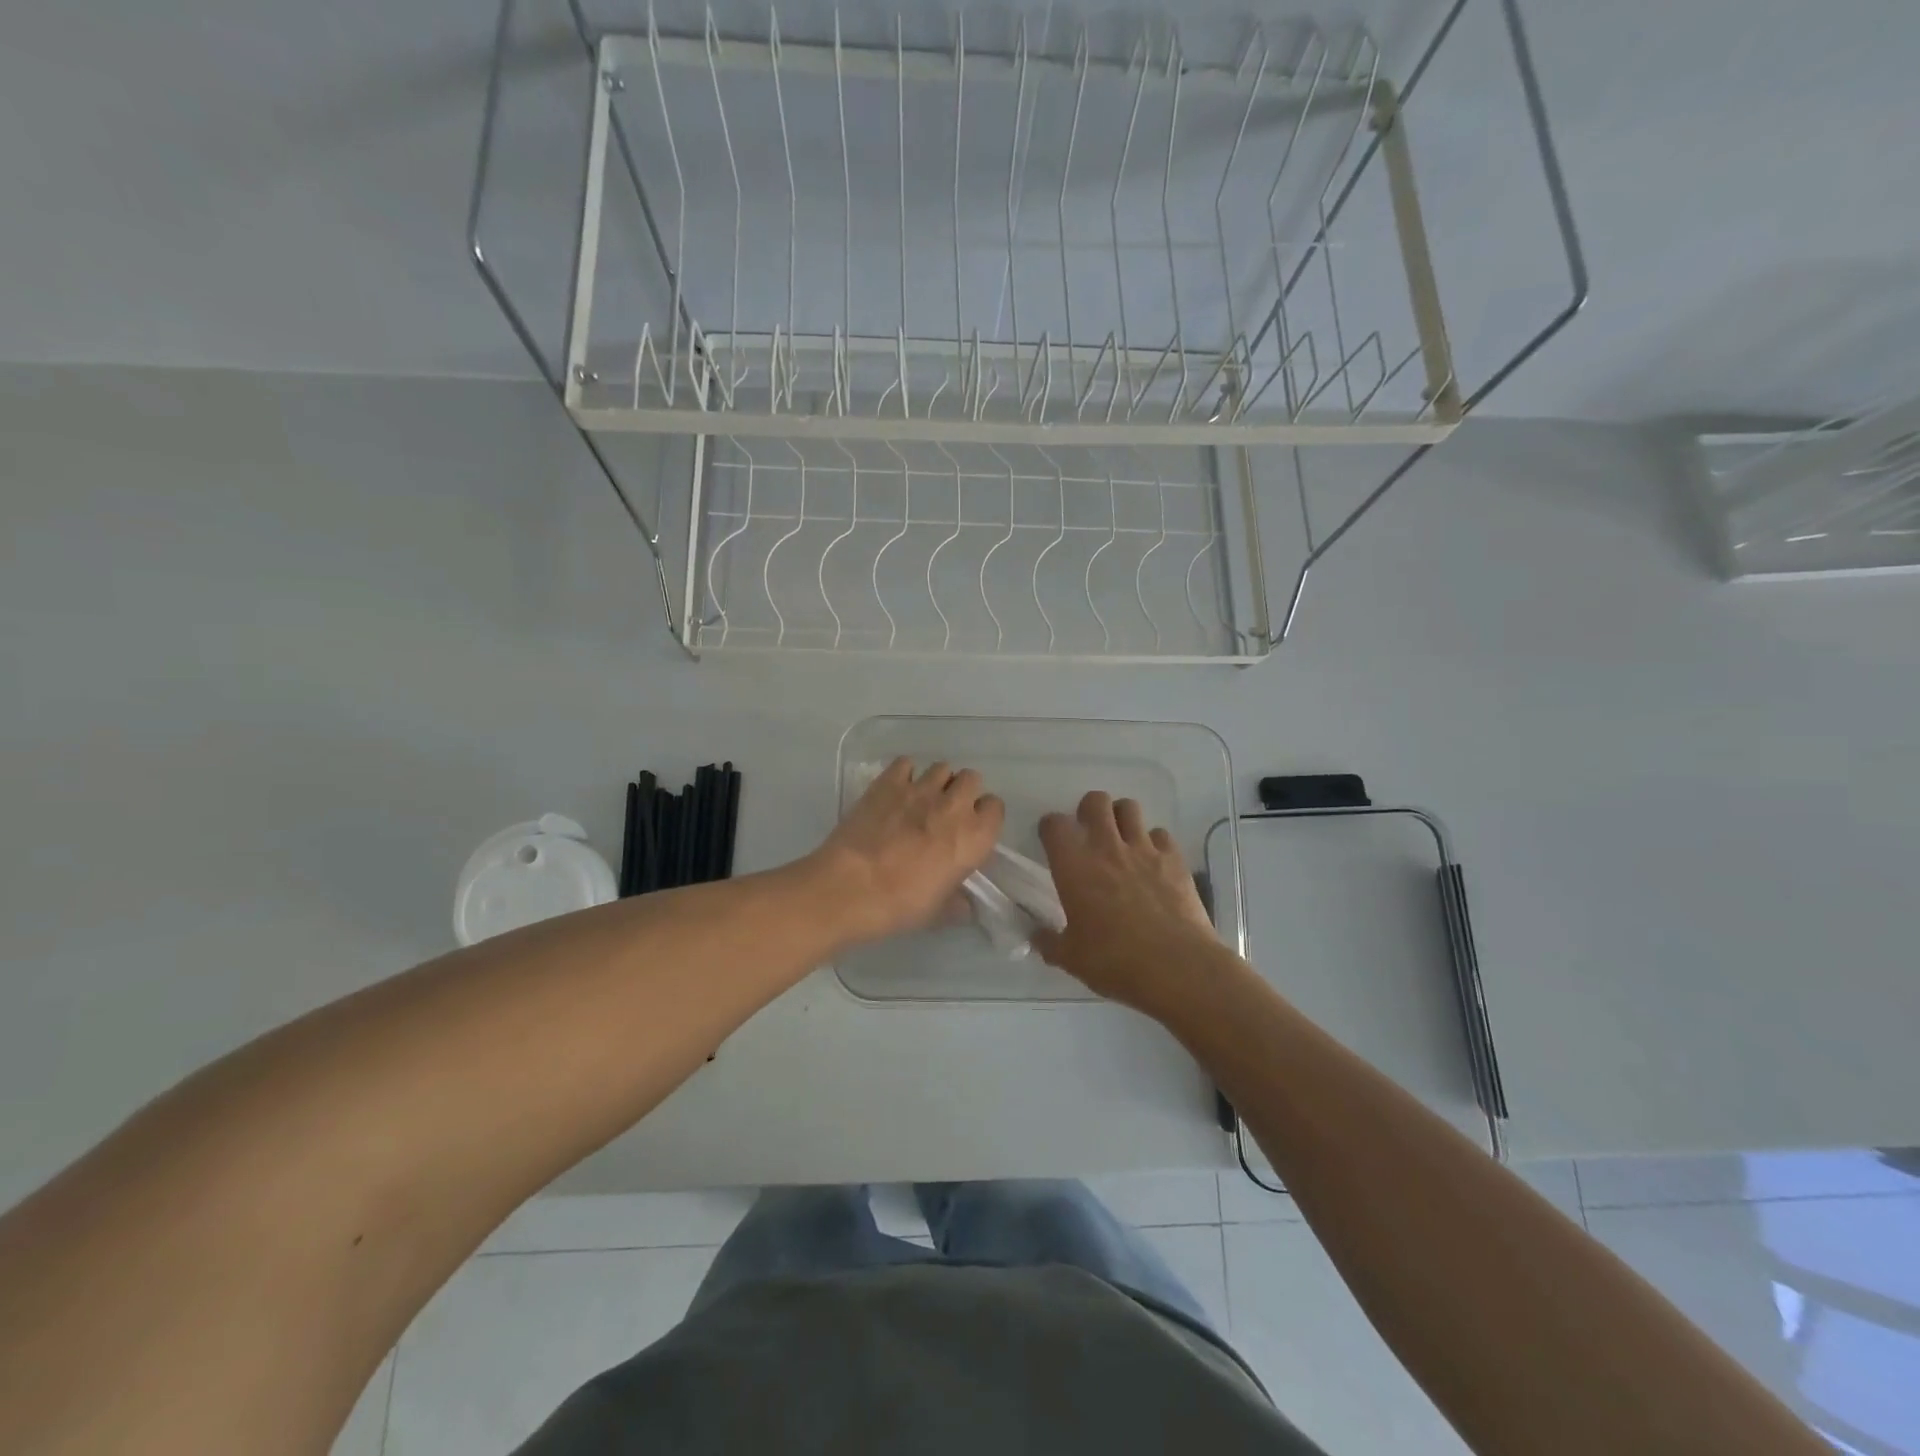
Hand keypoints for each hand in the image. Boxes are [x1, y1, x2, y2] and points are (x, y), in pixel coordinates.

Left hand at [807, 757, 1004, 944]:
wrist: (851, 887)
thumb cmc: (901, 904)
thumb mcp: (938, 912)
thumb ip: (957, 902)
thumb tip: (964, 904)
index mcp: (974, 837)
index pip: (996, 808)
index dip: (984, 817)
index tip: (971, 830)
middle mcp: (953, 805)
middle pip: (971, 778)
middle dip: (963, 791)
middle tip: (947, 812)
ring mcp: (920, 789)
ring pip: (941, 768)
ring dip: (937, 781)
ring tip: (921, 800)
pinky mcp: (888, 782)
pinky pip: (906, 763)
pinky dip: (905, 773)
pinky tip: (896, 790)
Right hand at [1031, 791, 1223, 1016]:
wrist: (1176, 967)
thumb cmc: (1114, 961)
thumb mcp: (1071, 959)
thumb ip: (1049, 942)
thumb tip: (1037, 936)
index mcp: (1074, 866)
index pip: (1054, 825)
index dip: (1050, 828)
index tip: (1051, 841)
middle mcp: (1106, 847)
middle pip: (1095, 801)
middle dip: (1089, 810)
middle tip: (1088, 832)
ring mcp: (1143, 849)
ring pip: (1129, 808)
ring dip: (1121, 817)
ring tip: (1120, 838)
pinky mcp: (1174, 858)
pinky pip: (1161, 834)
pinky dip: (1154, 842)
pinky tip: (1153, 861)